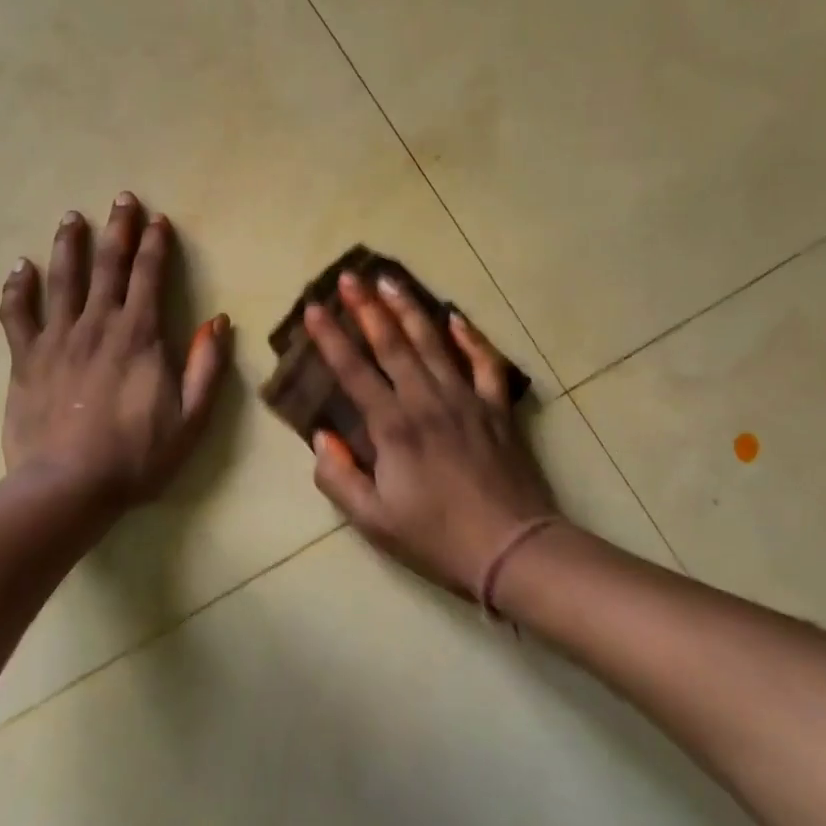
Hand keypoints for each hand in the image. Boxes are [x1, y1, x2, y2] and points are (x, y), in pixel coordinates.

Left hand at [0, 194, 230, 509]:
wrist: (68, 486)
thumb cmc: (136, 457)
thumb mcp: (191, 419)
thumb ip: (206, 367)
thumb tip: (217, 321)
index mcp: (140, 336)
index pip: (149, 276)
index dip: (155, 245)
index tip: (159, 220)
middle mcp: (97, 325)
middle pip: (108, 265)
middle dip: (118, 229)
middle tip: (121, 198)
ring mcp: (57, 339)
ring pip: (62, 278)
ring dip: (69, 244)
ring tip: (71, 217)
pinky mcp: (25, 358)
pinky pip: (17, 314)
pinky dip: (18, 288)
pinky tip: (20, 268)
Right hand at [305, 273, 557, 600]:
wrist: (512, 549)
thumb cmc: (436, 537)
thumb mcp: (372, 521)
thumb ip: (338, 476)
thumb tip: (322, 437)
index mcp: (393, 428)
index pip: (354, 371)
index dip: (330, 338)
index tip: (313, 308)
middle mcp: (427, 402)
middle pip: (393, 344)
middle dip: (367, 308)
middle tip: (350, 276)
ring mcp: (466, 400)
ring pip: (434, 343)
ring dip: (409, 309)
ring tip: (390, 280)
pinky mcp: (496, 409)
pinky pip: (484, 363)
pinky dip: (471, 338)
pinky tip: (456, 317)